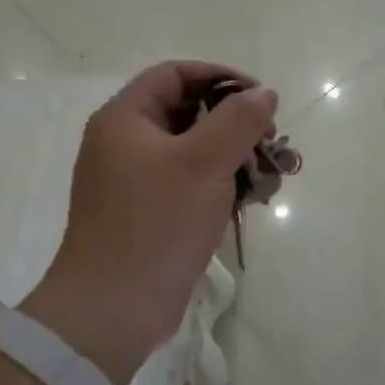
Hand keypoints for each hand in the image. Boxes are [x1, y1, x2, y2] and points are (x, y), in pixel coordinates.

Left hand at [21, 62, 278, 384]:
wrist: (114, 309)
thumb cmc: (156, 223)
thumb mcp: (204, 162)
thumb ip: (239, 120)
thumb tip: (264, 93)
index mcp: (125, 119)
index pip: (175, 74)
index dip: (220, 77)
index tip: (260, 97)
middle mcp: (126, 144)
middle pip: (188, 112)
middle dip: (235, 122)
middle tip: (271, 140)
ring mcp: (136, 182)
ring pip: (195, 151)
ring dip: (235, 156)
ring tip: (271, 175)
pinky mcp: (151, 214)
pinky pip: (191, 184)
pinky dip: (222, 184)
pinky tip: (254, 199)